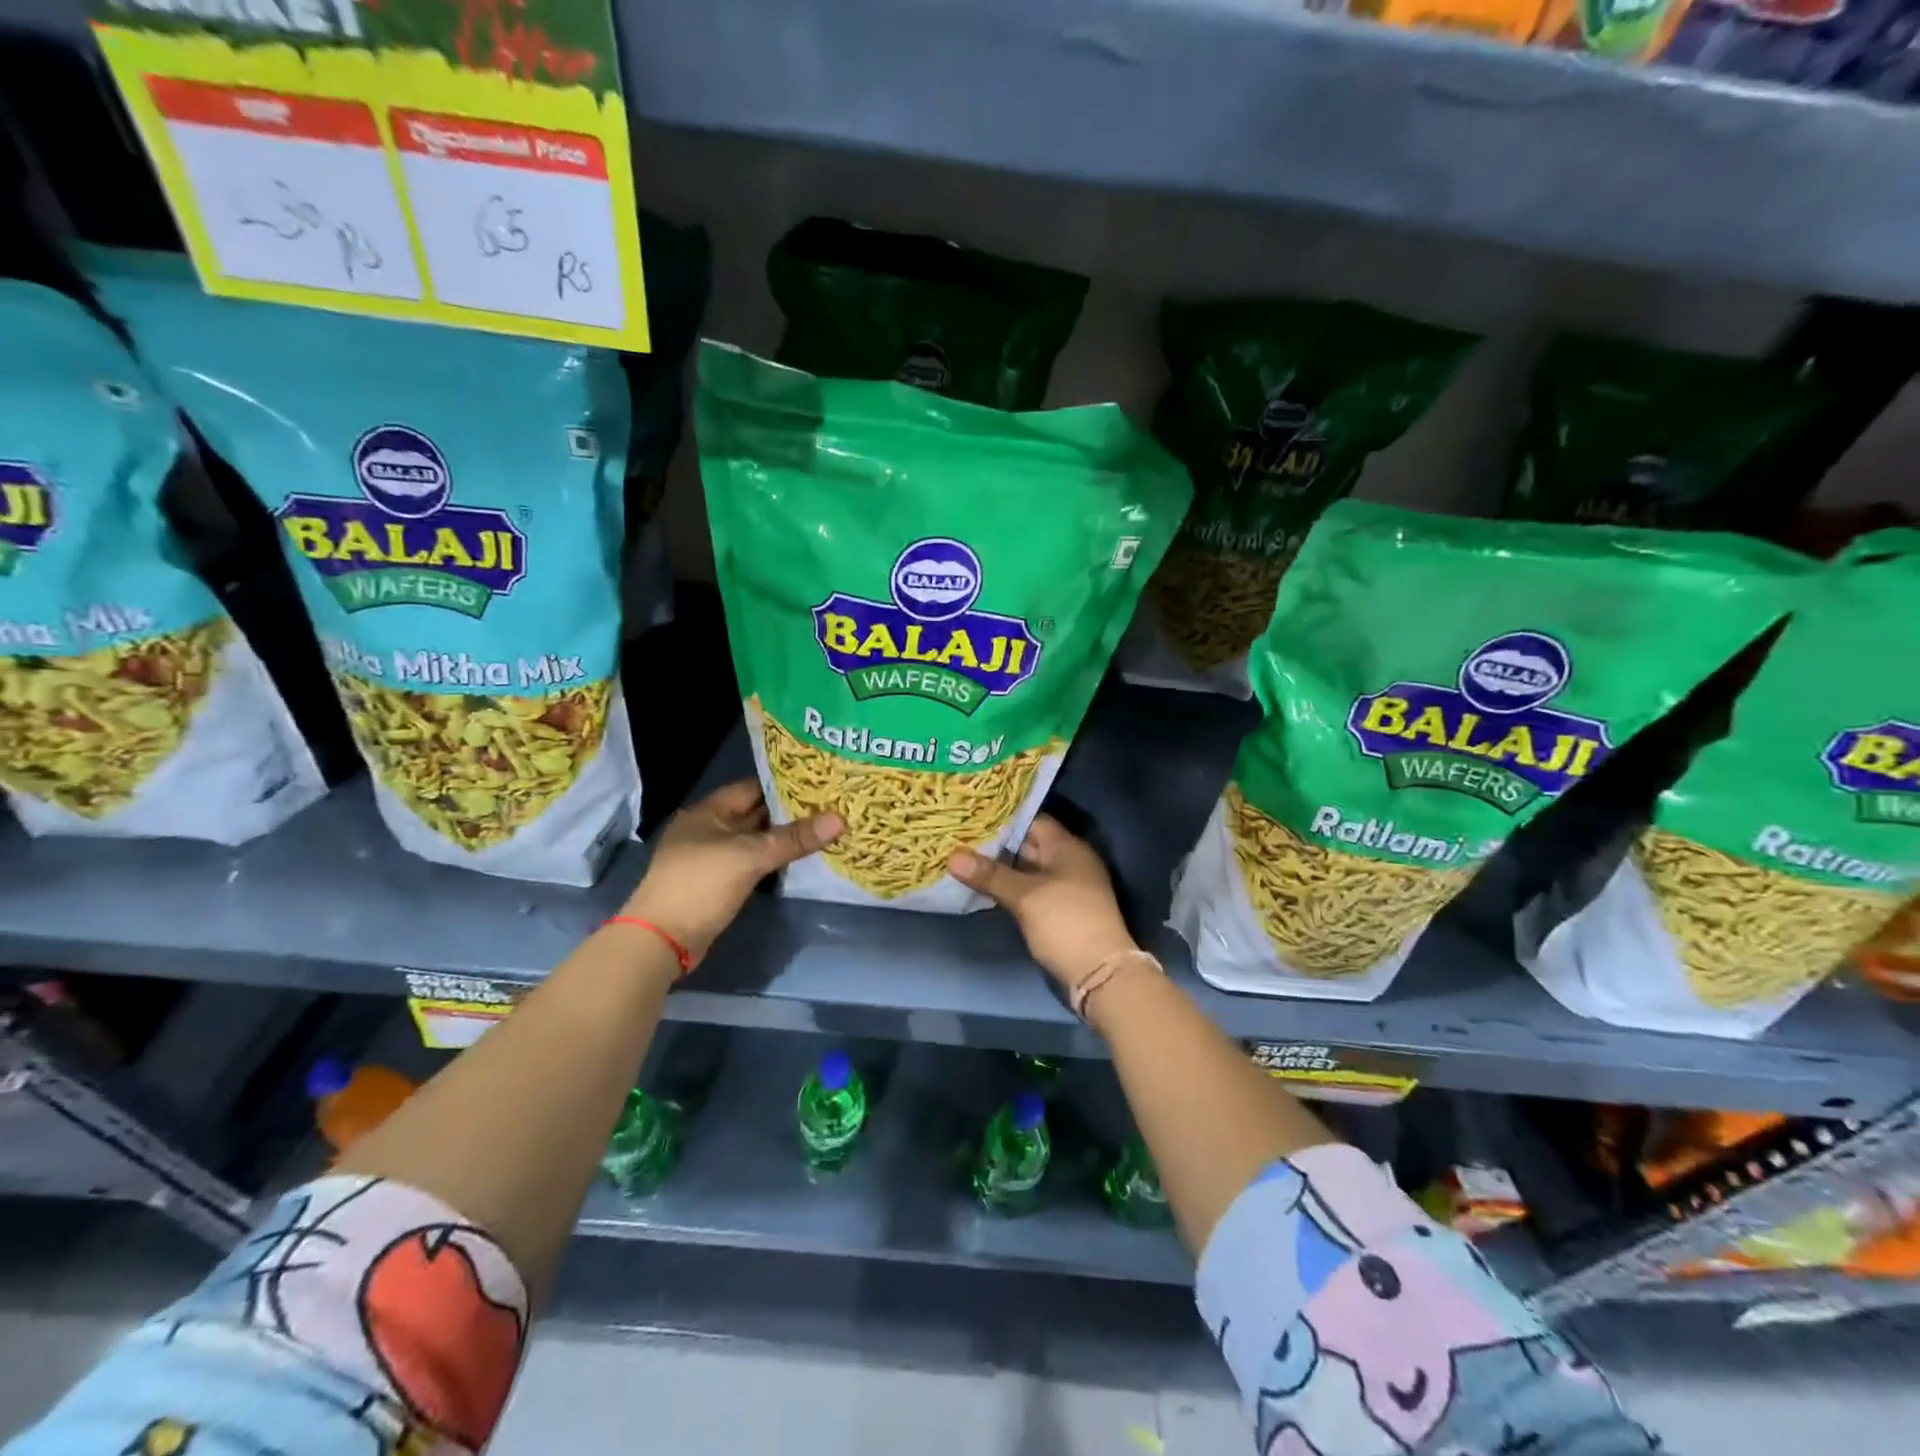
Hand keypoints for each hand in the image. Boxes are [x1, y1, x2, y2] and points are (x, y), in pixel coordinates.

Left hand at [620, 779, 842, 965]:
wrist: (661, 940)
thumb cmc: (700, 885)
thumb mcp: (750, 857)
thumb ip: (794, 838)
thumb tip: (839, 818)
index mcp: (708, 811)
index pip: (753, 787)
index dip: (785, 784)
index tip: (820, 784)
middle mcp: (708, 829)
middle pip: (755, 814)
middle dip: (789, 812)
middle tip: (830, 806)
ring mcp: (712, 857)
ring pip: (755, 840)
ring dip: (784, 838)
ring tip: (823, 829)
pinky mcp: (718, 883)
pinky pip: (752, 862)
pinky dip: (773, 860)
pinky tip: (800, 859)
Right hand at [948, 816, 1137, 987]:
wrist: (1100, 973)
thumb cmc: (1064, 922)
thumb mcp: (1024, 896)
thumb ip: (990, 874)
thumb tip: (953, 856)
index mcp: (1067, 847)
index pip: (1031, 820)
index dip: (1002, 819)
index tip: (971, 818)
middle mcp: (1069, 861)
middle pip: (1029, 844)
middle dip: (996, 844)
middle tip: (959, 838)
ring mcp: (1066, 887)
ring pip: (1027, 869)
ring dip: (1001, 868)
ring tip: (964, 860)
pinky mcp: (1061, 910)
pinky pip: (1031, 889)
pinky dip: (1010, 887)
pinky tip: (984, 888)